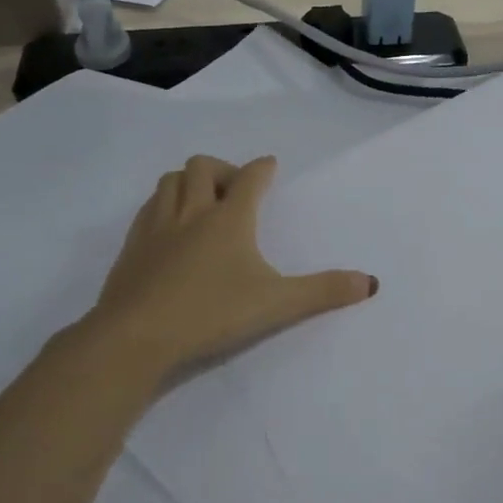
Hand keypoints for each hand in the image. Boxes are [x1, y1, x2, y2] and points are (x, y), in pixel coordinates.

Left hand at [86, 155, 376, 382]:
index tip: (270, 165)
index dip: (263, 168)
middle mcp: (191, 212)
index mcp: (229, 218)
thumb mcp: (277, 304)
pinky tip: (170, 229)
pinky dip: (163, 205)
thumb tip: (371, 283)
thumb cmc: (212, 313)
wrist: (135, 337)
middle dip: (222, 169)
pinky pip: (148, 208)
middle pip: (202, 167)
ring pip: (169, 181)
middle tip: (235, 191)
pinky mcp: (131, 248)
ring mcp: (156, 227)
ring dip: (188, 182)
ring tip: (202, 203)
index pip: (250, 178)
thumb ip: (324, 291)